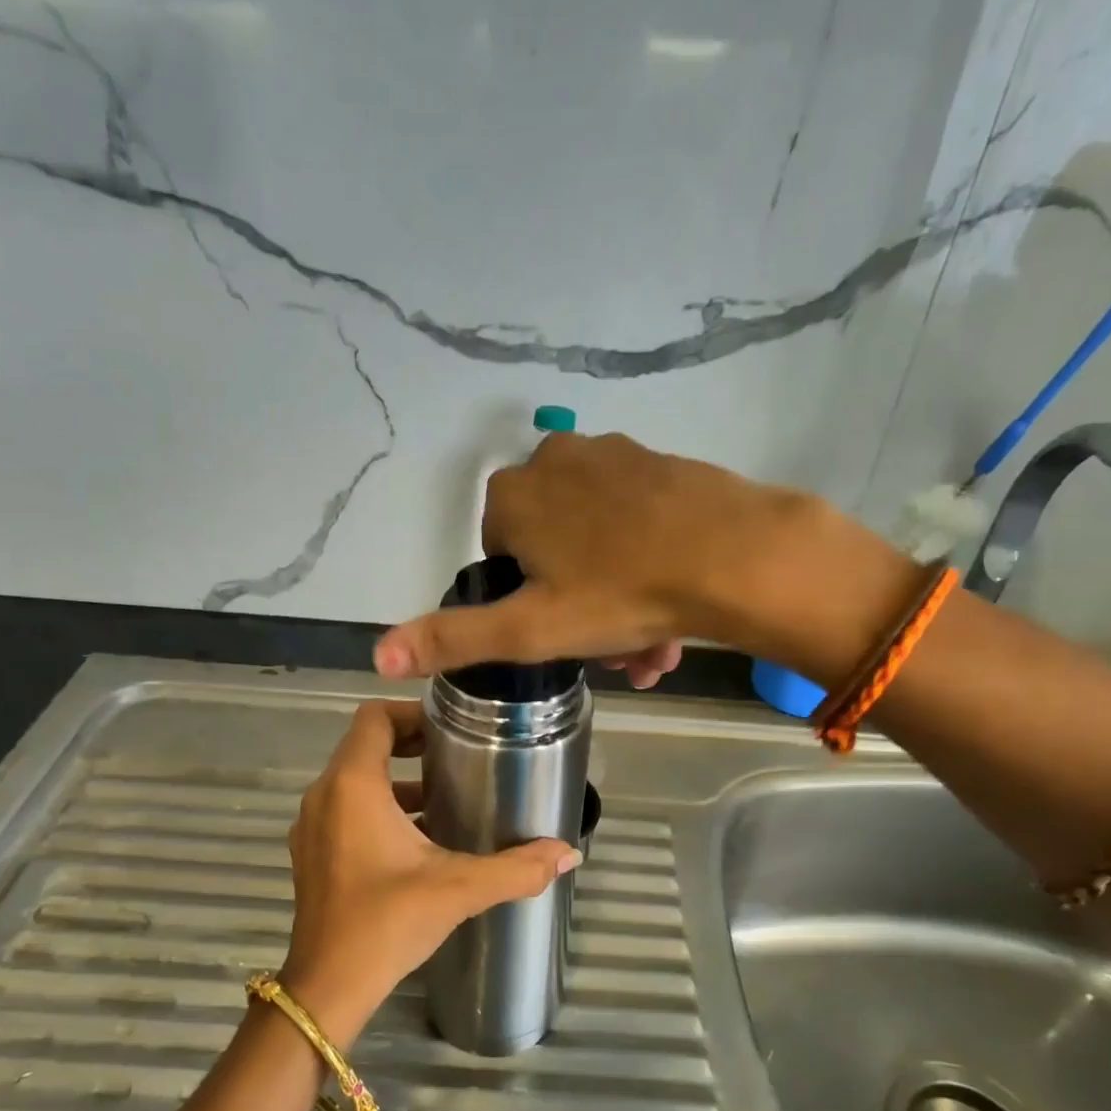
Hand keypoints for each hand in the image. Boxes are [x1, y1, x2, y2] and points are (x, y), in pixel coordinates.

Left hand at [280, 700, 580, 1042]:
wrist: (328, 986)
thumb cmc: (387, 921)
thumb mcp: (459, 888)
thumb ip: (516, 868)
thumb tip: (569, 854)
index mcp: (353, 786)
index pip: (374, 717)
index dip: (412, 713)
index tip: (450, 727)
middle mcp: (324, 795)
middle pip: (365, 745)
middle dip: (410, 744)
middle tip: (457, 755)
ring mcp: (312, 825)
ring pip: (354, 779)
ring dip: (396, 779)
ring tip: (444, 795)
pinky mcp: (311, 853)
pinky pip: (344, 808)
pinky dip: (378, 807)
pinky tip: (418, 838)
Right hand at [372, 432, 824, 681]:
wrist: (733, 556)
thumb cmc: (619, 594)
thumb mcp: (529, 629)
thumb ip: (451, 639)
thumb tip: (376, 654)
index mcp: (515, 496)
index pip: (500, 555)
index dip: (527, 602)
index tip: (562, 637)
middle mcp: (554, 459)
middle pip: (552, 549)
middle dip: (577, 606)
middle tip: (614, 655)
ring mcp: (612, 455)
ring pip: (597, 540)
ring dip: (614, 596)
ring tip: (650, 648)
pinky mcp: (661, 462)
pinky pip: (636, 521)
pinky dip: (645, 563)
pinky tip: (673, 606)